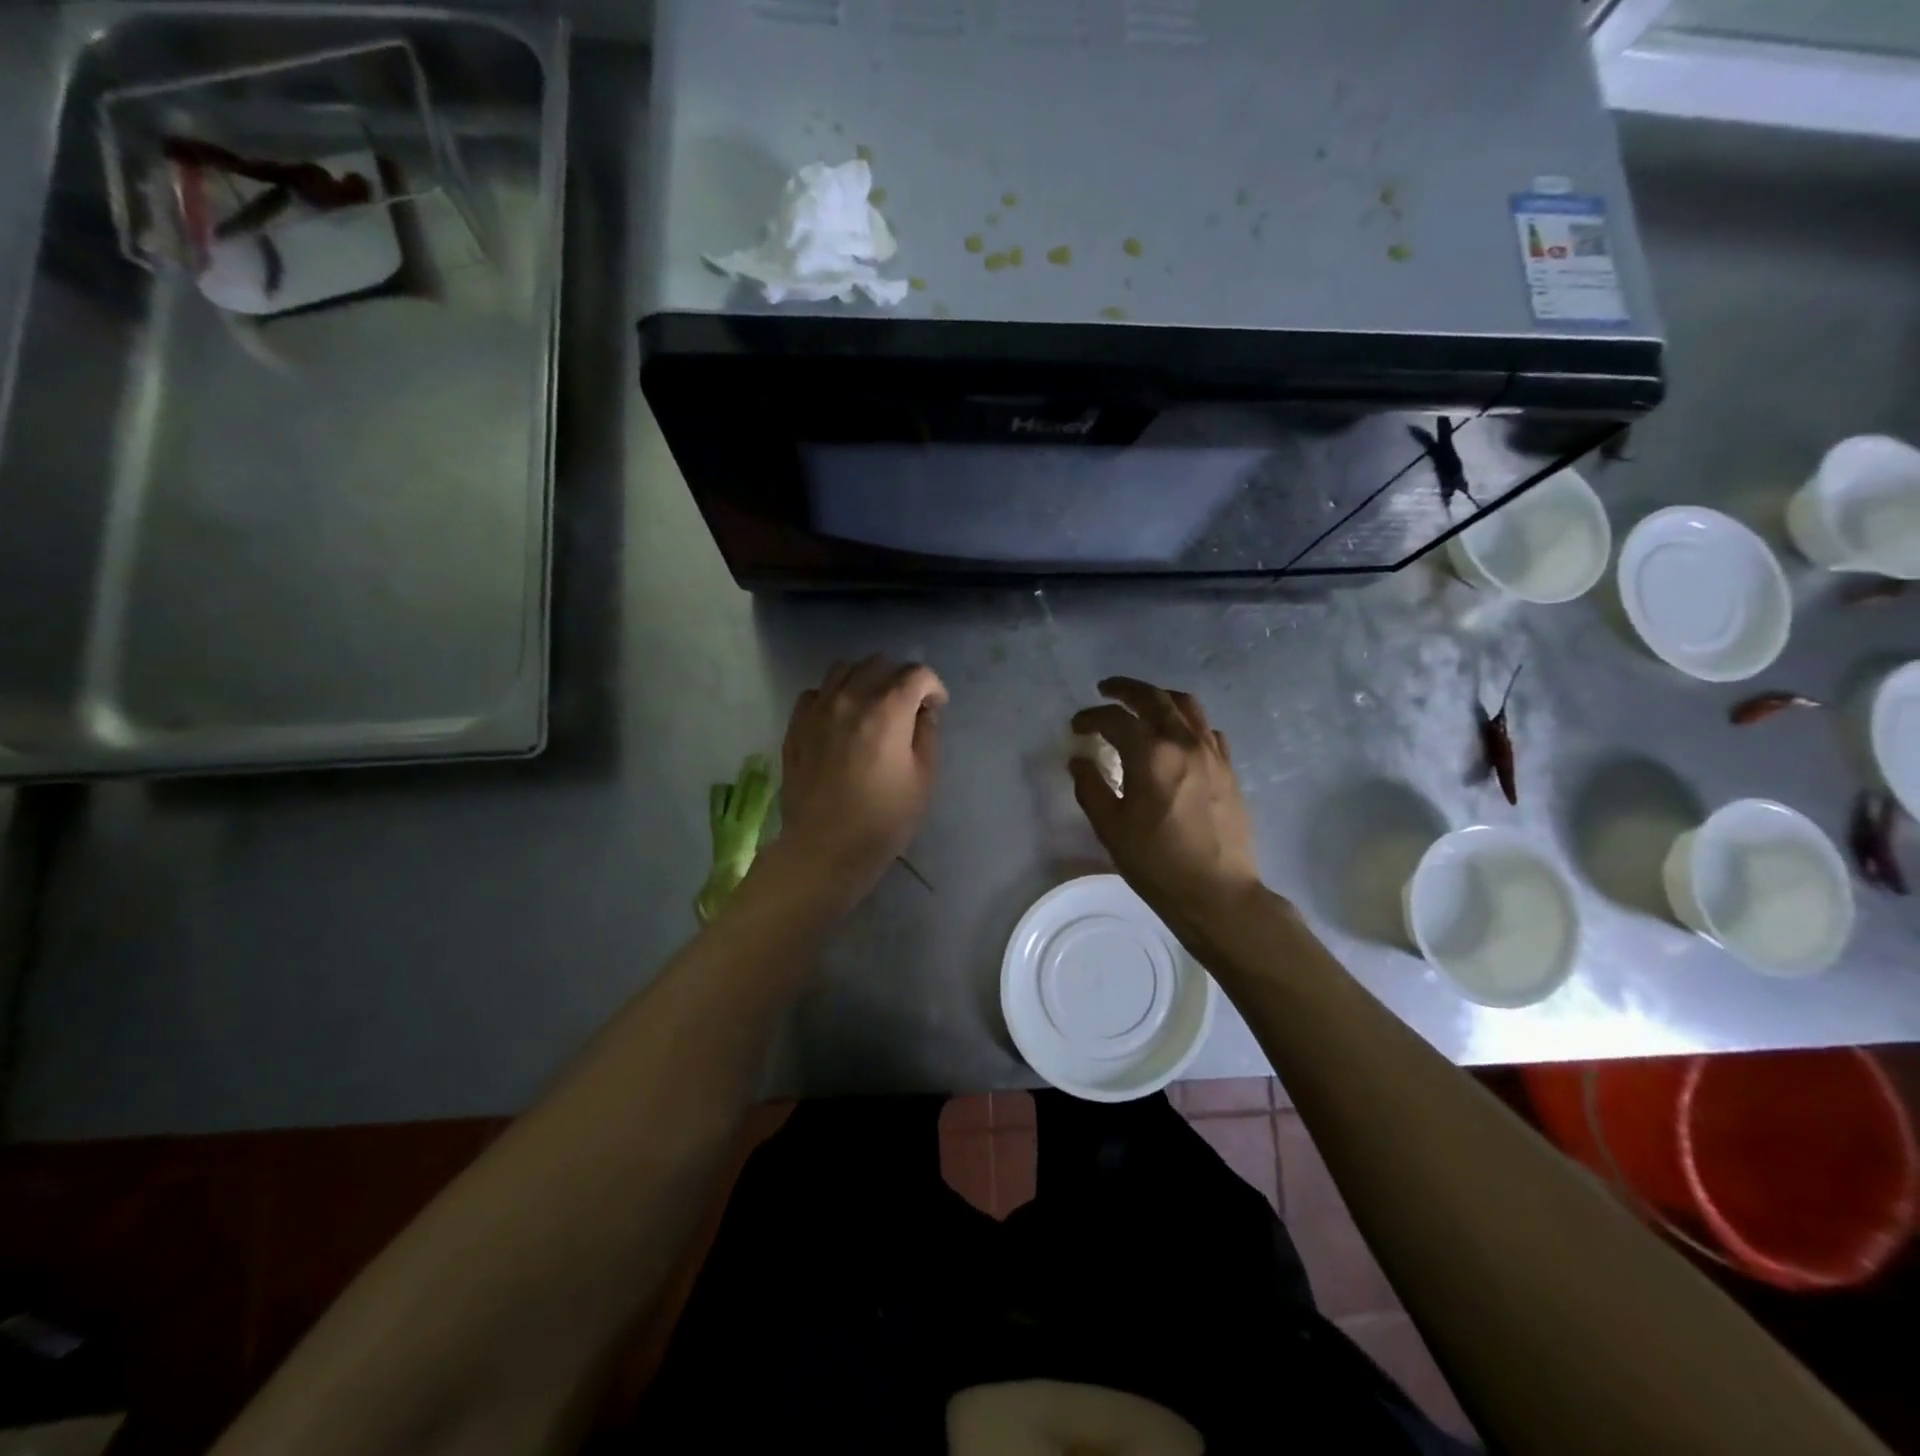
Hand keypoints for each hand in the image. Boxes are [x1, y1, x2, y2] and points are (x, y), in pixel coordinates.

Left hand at [764, 655, 947, 912]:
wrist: (825, 848)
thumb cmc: (883, 819)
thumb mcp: (923, 779)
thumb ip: (927, 735)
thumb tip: (924, 711)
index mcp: (888, 710)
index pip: (916, 674)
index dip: (933, 687)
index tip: (935, 708)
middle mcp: (850, 698)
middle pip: (878, 664)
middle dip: (899, 678)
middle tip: (906, 706)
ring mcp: (818, 710)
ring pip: (843, 669)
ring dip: (863, 679)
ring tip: (871, 704)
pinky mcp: (796, 726)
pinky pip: (815, 693)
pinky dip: (831, 696)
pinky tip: (839, 718)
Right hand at [1069, 677, 1263, 928]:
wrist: (1217, 893)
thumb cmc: (1157, 863)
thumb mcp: (1111, 828)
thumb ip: (1091, 787)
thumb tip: (1079, 760)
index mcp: (1151, 755)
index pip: (1116, 719)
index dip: (1091, 717)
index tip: (1077, 726)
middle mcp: (1184, 743)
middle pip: (1154, 698)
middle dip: (1126, 690)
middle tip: (1106, 689)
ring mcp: (1212, 754)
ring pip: (1187, 706)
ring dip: (1160, 697)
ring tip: (1143, 703)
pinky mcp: (1229, 769)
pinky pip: (1207, 730)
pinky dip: (1187, 722)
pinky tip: (1178, 736)